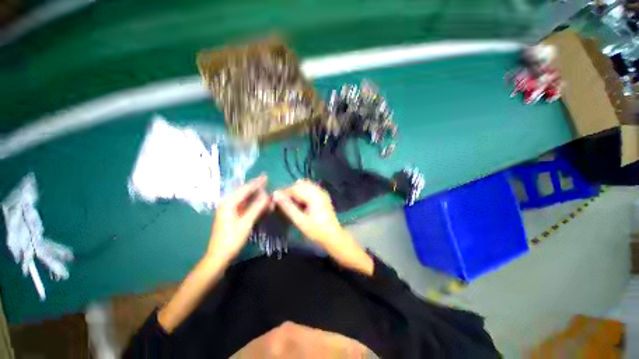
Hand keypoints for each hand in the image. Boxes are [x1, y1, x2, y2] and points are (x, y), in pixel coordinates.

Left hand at [207, 175, 269, 261]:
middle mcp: (228, 203)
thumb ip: (256, 207)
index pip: (245, 189)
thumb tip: (267, 195)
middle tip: (267, 182)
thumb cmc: (232, 239)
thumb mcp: (246, 222)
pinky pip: (244, 205)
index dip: (256, 183)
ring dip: (255, 195)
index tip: (265, 176)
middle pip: (244, 192)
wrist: (219, 256)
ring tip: (265, 190)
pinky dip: (253, 203)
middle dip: (256, 187)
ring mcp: (229, 210)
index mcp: (229, 203)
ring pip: (245, 199)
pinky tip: (259, 202)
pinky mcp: (232, 216)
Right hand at [272, 179, 344, 249]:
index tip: (275, 200)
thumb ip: (287, 206)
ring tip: (291, 203)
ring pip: (305, 185)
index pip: (294, 188)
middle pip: (300, 185)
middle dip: (290, 192)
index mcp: (314, 195)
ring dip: (296, 192)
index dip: (283, 193)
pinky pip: (310, 188)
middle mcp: (318, 190)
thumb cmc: (316, 230)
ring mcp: (322, 192)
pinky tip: (301, 203)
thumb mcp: (300, 220)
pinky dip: (303, 193)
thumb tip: (275, 194)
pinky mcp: (323, 195)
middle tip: (283, 203)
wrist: (333, 236)